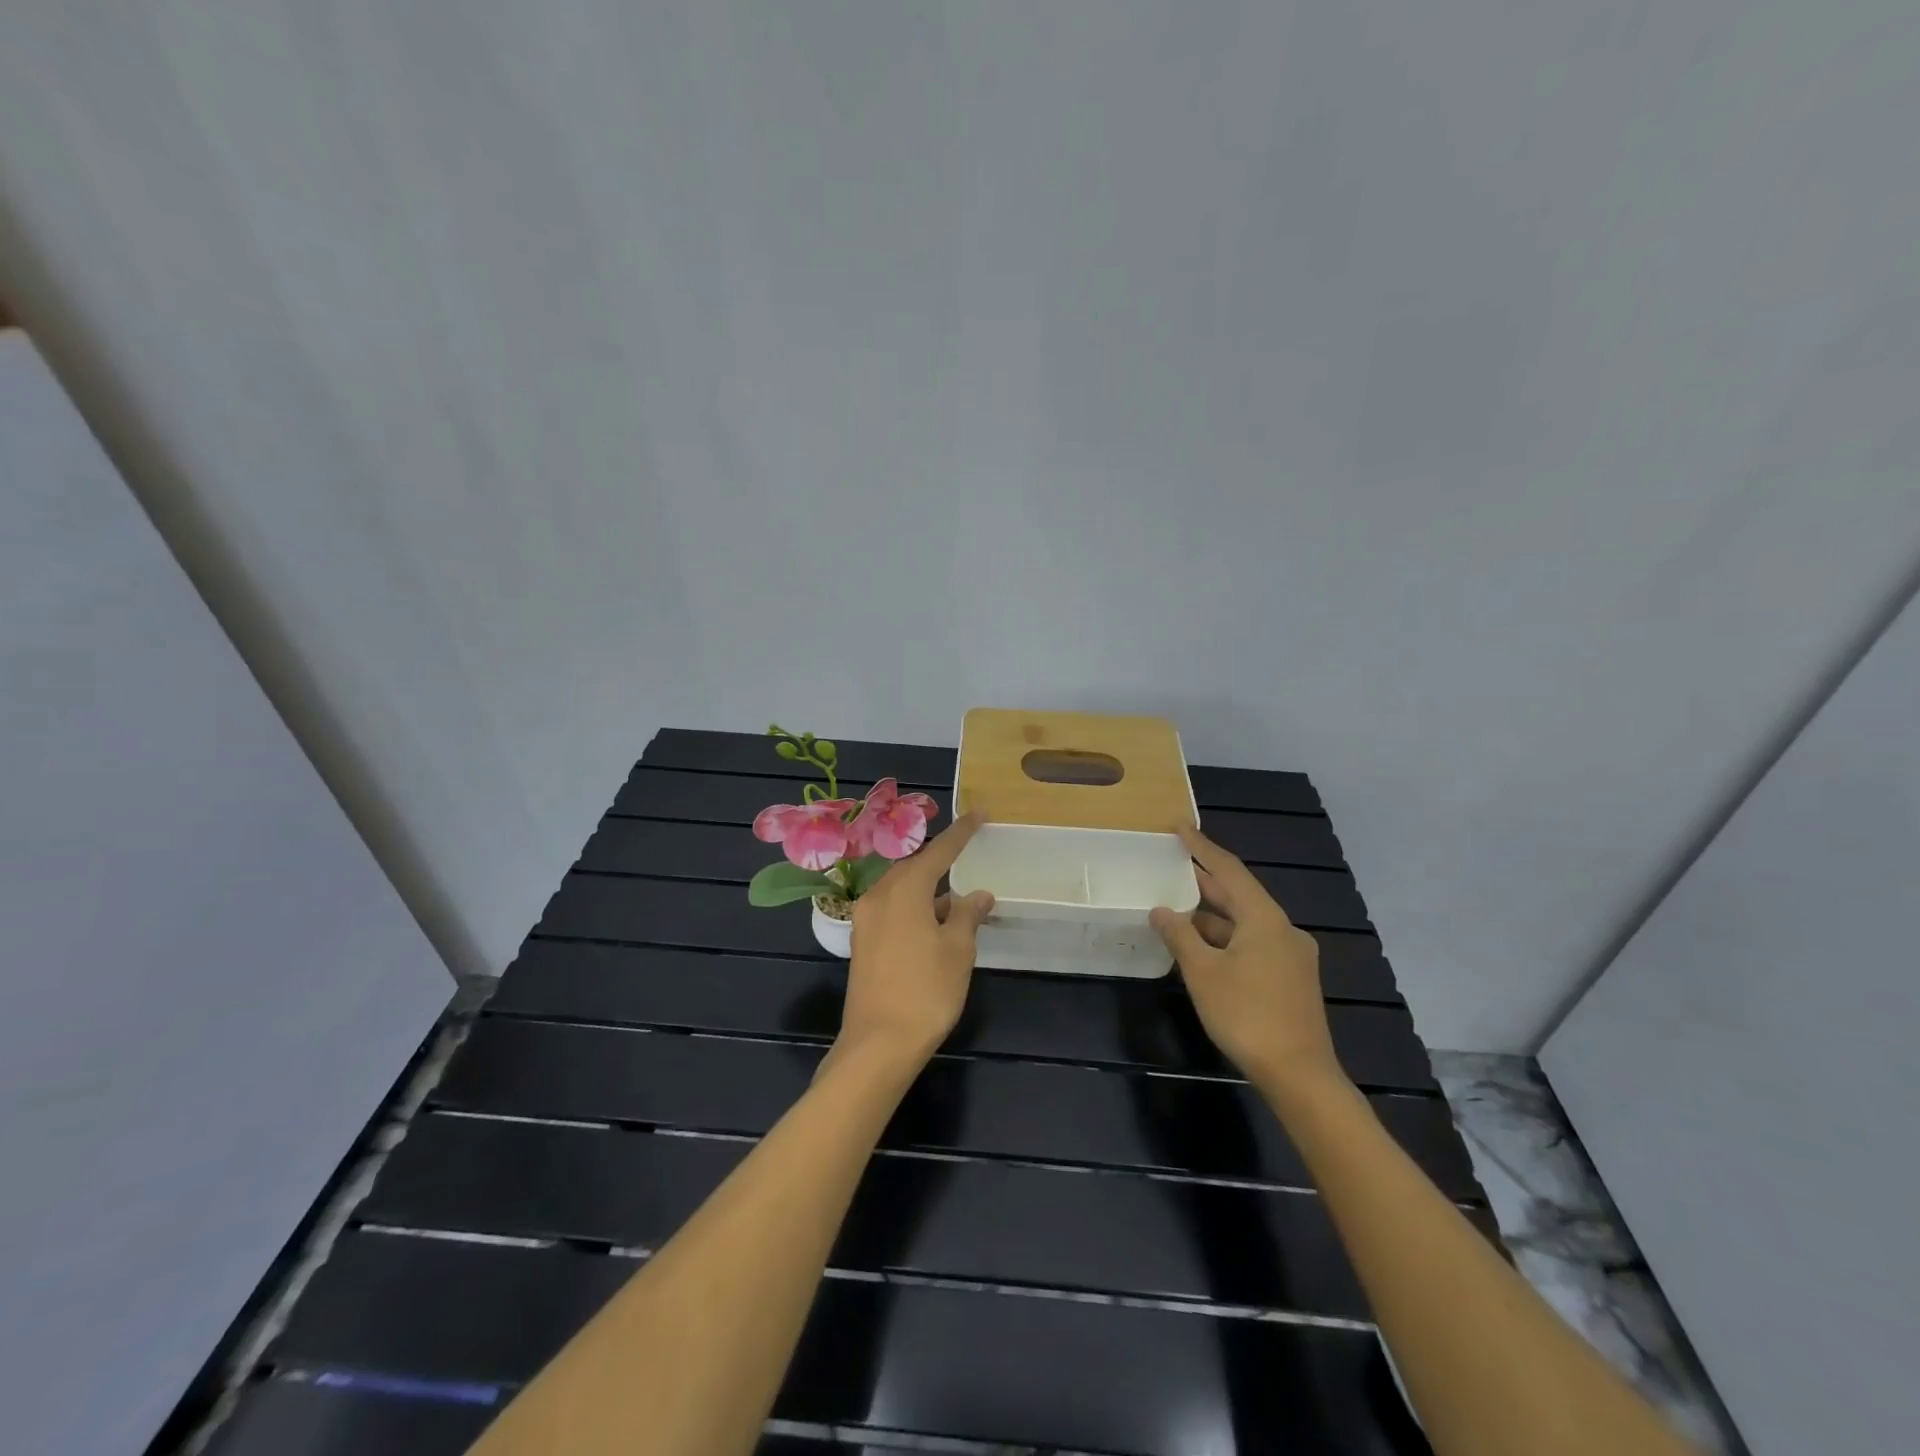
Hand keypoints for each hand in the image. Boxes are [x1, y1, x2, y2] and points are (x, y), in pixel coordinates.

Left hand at [837, 813, 994, 1070]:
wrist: (878, 1045)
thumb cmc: (925, 991)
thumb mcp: (957, 950)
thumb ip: (966, 915)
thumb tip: (976, 894)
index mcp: (903, 890)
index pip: (938, 851)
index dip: (961, 833)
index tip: (979, 814)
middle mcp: (878, 896)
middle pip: (913, 867)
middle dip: (940, 860)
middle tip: (966, 853)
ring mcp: (865, 920)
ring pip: (900, 889)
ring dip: (927, 888)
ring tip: (955, 896)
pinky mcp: (862, 942)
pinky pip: (891, 909)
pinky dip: (914, 906)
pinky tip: (933, 922)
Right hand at [1151, 826, 1345, 1098]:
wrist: (1299, 1074)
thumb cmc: (1247, 1015)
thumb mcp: (1203, 972)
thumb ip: (1180, 935)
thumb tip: (1160, 909)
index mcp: (1265, 919)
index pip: (1229, 870)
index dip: (1202, 847)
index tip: (1180, 827)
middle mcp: (1283, 929)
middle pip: (1239, 895)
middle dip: (1205, 881)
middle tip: (1173, 864)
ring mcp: (1291, 955)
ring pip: (1245, 922)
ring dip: (1212, 915)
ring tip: (1177, 906)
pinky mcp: (1290, 978)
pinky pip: (1253, 943)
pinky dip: (1226, 938)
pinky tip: (1201, 946)